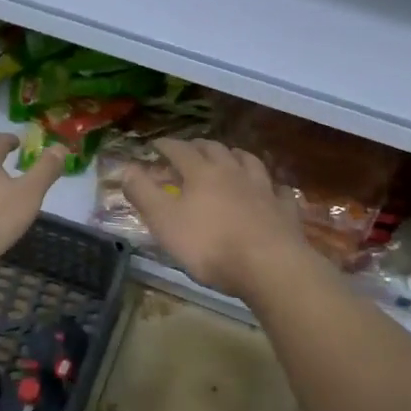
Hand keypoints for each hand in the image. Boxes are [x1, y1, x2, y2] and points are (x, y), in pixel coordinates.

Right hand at [121, 138, 311, 298]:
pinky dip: (270, 186)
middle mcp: (233, 172)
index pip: (179, 150)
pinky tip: (270, 189)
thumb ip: (143, 193)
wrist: (269, 265)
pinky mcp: (284, 209)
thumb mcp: (164, 221)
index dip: (165, 145)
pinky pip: (278, 190)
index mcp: (202, 172)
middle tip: (190, 149)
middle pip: (215, 150)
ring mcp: (263, 188)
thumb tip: (126, 168)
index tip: (155, 144)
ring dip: (236, 156)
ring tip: (230, 157)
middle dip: (199, 146)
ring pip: (249, 162)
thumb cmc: (210, 244)